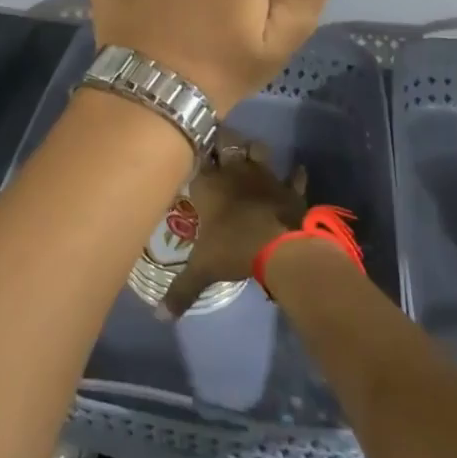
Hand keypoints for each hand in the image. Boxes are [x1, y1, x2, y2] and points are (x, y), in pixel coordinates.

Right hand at [165, 144, 307, 318]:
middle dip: (223, 141)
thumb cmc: (234, 249)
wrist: (281, 248)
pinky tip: (295, 174)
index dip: (195, 149)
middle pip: (227, 141)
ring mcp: (264, 176)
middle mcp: (234, 171)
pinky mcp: (289, 188)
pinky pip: (293, 177)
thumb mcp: (202, 270)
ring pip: (258, 149)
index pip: (197, 154)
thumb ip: (181, 290)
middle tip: (219, 148)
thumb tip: (160, 317)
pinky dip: (294, 176)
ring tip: (249, 157)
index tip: (191, 150)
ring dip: (254, 151)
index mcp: (208, 183)